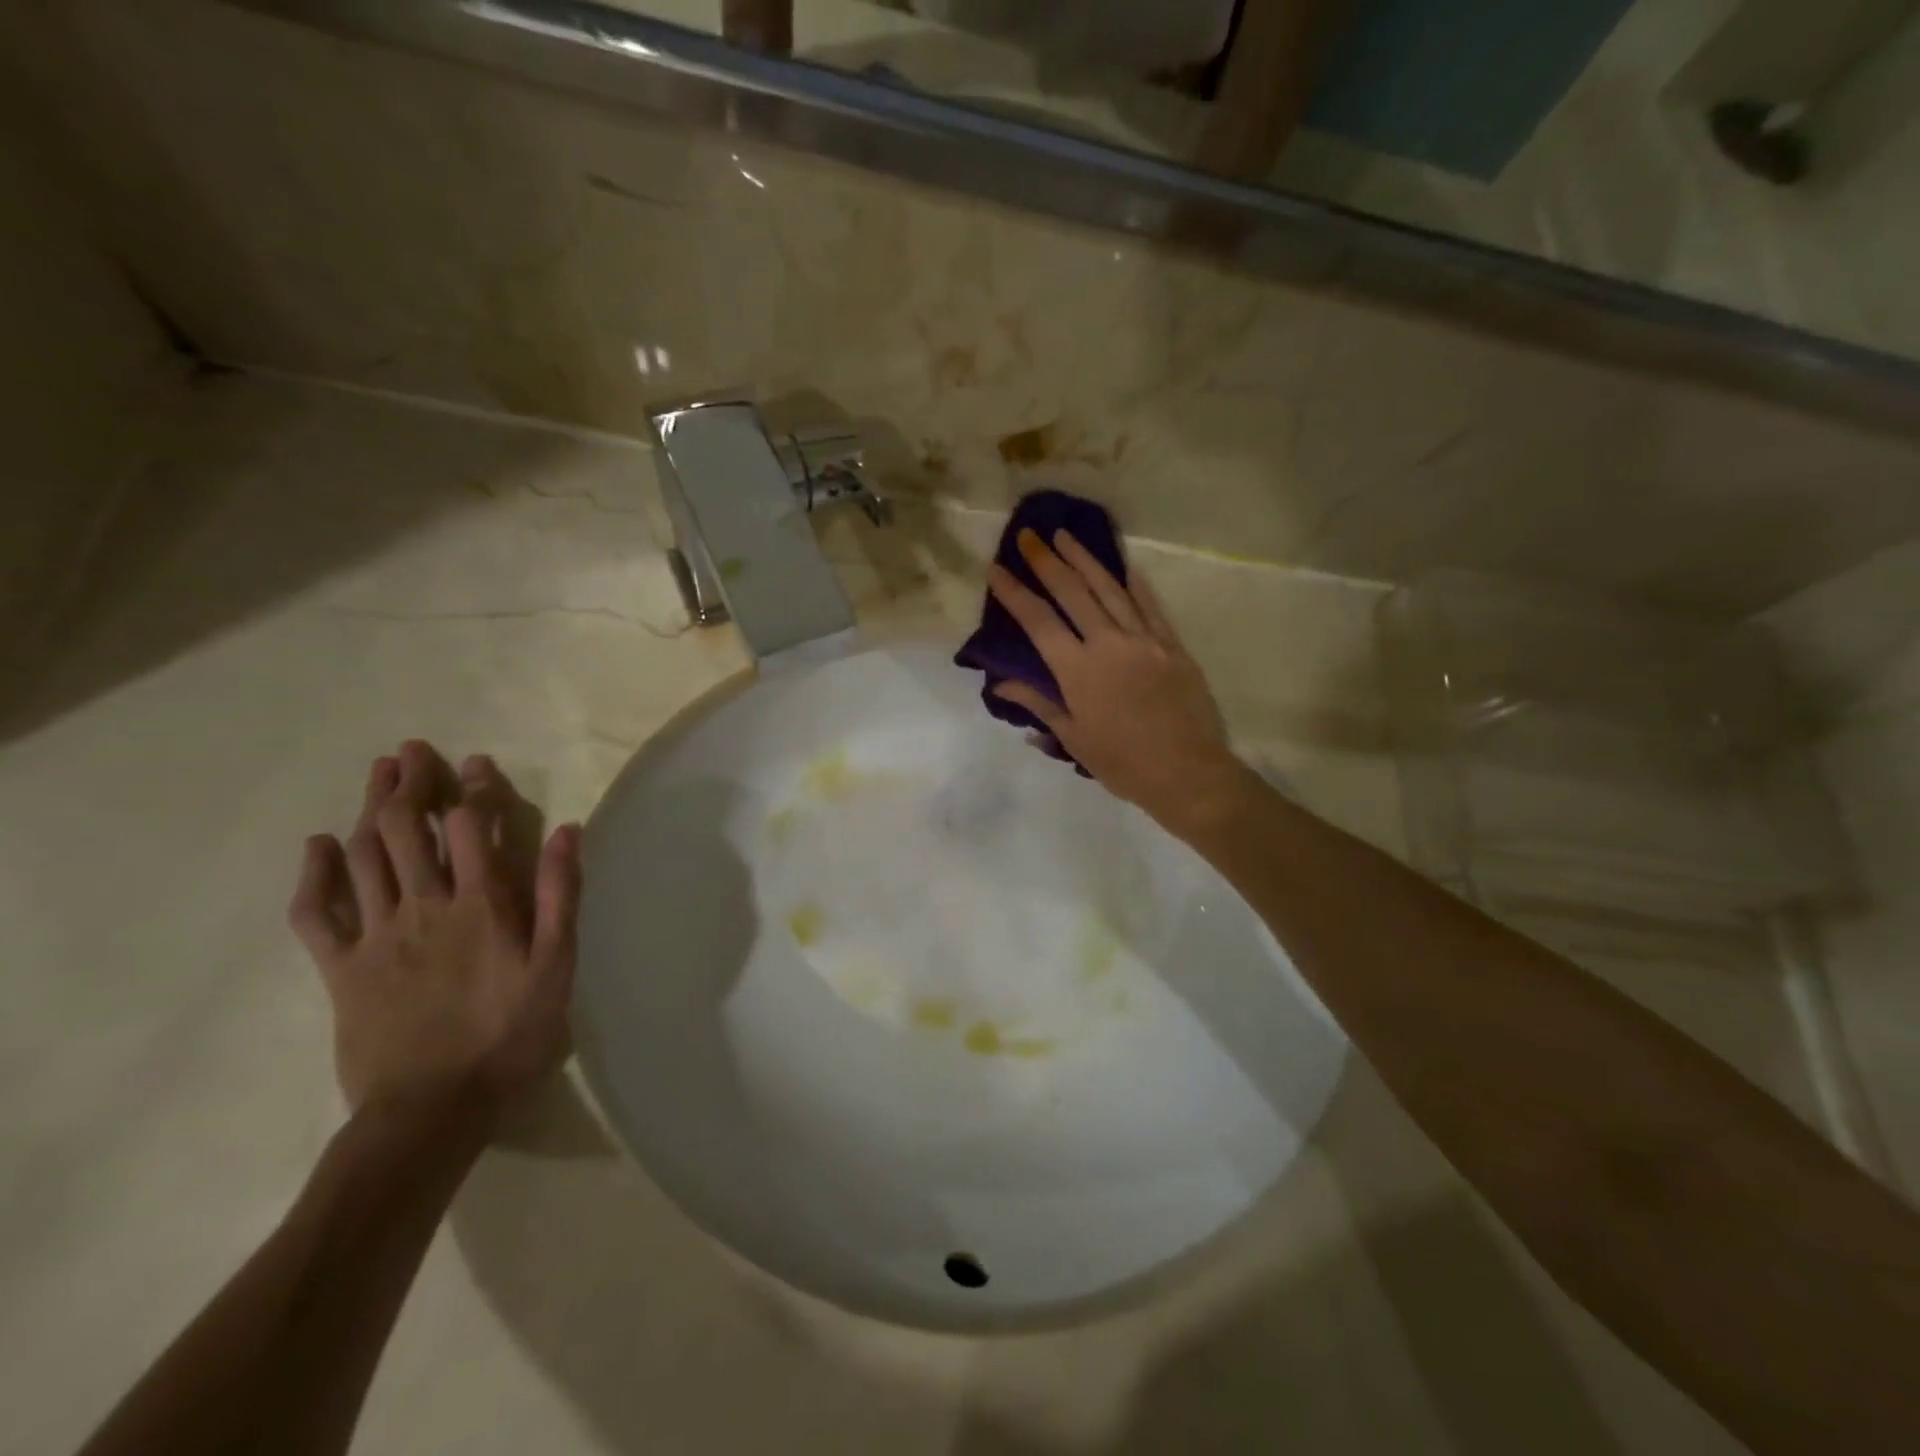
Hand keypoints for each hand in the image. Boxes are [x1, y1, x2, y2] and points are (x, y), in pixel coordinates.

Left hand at [287, 741, 581, 1118]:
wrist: (432, 1110)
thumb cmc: (508, 1035)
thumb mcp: (556, 965)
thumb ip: (559, 895)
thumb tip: (567, 830)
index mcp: (481, 904)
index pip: (473, 827)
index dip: (474, 788)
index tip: (476, 762)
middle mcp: (424, 906)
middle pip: (407, 829)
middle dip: (410, 783)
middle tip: (412, 751)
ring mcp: (376, 936)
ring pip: (364, 857)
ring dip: (368, 810)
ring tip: (377, 775)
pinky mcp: (341, 969)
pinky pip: (316, 914)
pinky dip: (314, 875)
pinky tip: (318, 847)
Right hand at [987, 529, 1247, 833]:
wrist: (1188, 773)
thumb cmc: (1123, 764)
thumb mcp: (1073, 738)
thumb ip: (1039, 703)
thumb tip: (1001, 684)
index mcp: (1078, 670)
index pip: (1038, 621)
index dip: (1014, 593)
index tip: (996, 568)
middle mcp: (1108, 644)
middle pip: (1072, 592)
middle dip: (1046, 561)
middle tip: (1028, 535)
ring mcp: (1144, 639)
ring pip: (1109, 588)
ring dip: (1084, 560)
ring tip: (1065, 536)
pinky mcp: (1171, 644)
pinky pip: (1149, 605)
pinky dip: (1132, 583)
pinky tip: (1120, 565)